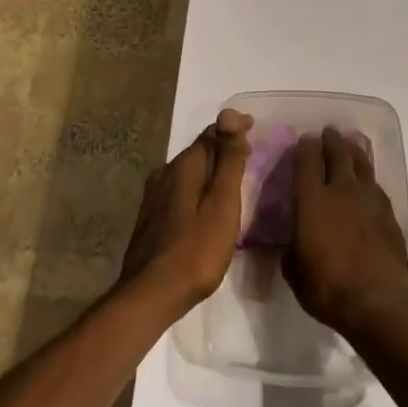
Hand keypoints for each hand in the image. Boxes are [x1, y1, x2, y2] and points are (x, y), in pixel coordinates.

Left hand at [118, 109, 252, 317]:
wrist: (150, 294)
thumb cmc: (196, 250)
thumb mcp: (222, 203)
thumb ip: (227, 160)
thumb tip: (229, 112)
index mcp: (185, 166)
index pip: (212, 133)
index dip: (234, 129)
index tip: (256, 131)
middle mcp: (166, 173)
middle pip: (199, 152)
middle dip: (223, 149)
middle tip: (250, 157)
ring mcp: (155, 196)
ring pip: (189, 172)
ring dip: (210, 171)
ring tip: (233, 182)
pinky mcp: (151, 217)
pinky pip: (181, 191)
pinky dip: (199, 190)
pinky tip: (207, 207)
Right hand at [282, 127, 407, 337]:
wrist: (378, 303)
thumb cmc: (327, 288)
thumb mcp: (293, 270)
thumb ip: (290, 247)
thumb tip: (292, 240)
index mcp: (312, 199)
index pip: (306, 159)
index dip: (304, 146)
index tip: (304, 140)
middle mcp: (341, 190)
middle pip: (337, 152)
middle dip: (331, 140)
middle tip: (328, 133)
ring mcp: (369, 198)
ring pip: (361, 162)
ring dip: (353, 151)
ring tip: (349, 144)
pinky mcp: (389, 212)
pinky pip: (376, 184)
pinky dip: (368, 177)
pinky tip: (367, 181)